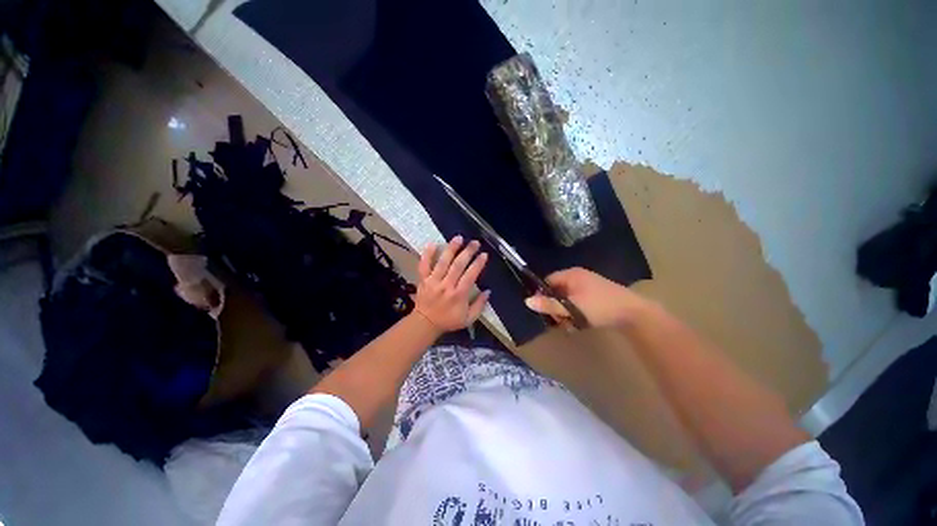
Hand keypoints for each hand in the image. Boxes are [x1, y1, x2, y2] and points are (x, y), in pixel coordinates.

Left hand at [414, 236, 489, 332]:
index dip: (478, 264)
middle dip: (468, 252)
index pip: (470, 275)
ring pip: (443, 262)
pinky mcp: (423, 279)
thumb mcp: (469, 319)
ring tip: (458, 238)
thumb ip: (479, 305)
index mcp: (459, 295)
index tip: (484, 254)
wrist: (425, 324)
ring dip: (451, 249)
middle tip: (475, 242)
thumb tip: (488, 291)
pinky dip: (427, 254)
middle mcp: (446, 285)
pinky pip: (424, 265)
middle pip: (458, 265)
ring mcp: (433, 281)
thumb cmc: (449, 321)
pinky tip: (432, 244)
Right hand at [525, 267, 646, 327]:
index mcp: (571, 275)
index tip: (542, 309)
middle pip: (557, 291)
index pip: (548, 280)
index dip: (542, 294)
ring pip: (567, 299)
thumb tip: (527, 301)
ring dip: (565, 312)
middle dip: (555, 306)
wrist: (634, 313)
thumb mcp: (571, 307)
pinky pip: (578, 303)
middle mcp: (578, 277)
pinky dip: (575, 313)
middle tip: (558, 320)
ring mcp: (588, 286)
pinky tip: (580, 324)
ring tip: (570, 325)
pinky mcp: (596, 296)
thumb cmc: (599, 306)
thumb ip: (549, 305)